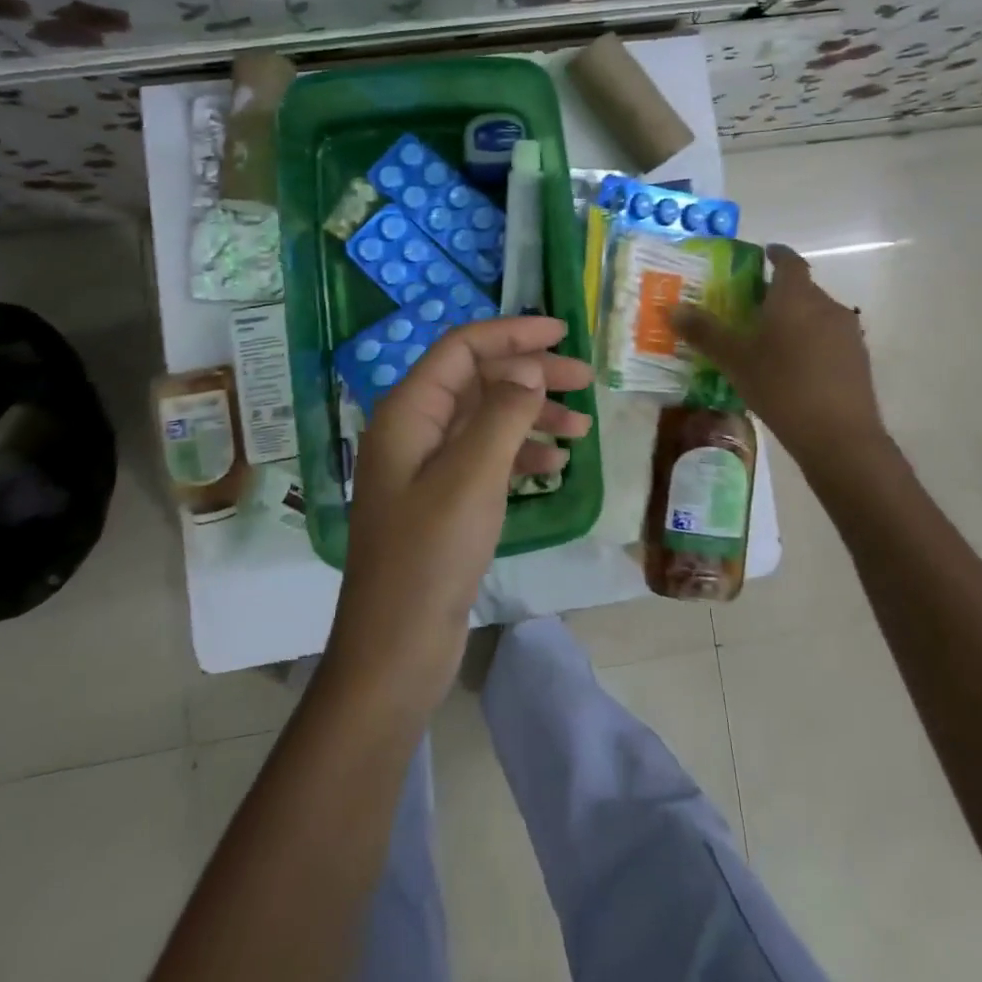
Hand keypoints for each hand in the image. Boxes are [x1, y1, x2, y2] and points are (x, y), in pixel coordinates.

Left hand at [325, 316, 592, 716]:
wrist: (395, 649)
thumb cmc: (430, 557)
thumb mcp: (472, 477)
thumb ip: (502, 414)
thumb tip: (528, 370)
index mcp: (408, 412)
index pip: (461, 348)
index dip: (511, 333)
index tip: (561, 332)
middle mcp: (413, 429)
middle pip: (476, 379)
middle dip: (530, 374)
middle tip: (585, 380)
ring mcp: (425, 466)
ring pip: (485, 418)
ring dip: (531, 416)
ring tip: (580, 430)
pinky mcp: (440, 499)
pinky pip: (484, 457)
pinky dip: (519, 453)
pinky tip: (553, 466)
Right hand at [674, 243, 889, 452]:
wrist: (840, 436)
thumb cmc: (782, 387)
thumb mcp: (735, 361)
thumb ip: (705, 332)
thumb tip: (672, 308)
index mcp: (795, 297)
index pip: (789, 261)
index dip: (776, 254)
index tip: (763, 254)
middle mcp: (826, 305)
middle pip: (802, 288)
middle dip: (778, 293)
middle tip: (750, 307)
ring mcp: (847, 332)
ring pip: (816, 314)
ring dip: (795, 319)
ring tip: (769, 340)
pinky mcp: (858, 359)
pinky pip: (829, 337)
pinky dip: (810, 341)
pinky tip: (793, 367)